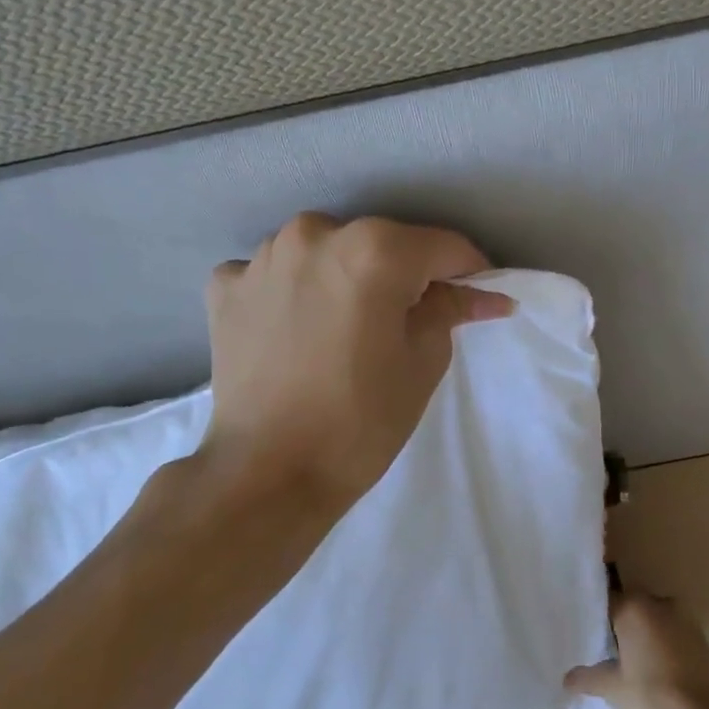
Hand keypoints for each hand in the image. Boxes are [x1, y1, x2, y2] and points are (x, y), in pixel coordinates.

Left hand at [197, 212, 514, 521]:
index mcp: (373, 249)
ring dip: (343, 277)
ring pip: (325, 252)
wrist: (268, 474)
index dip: (467, 272)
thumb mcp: (423, 361)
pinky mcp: (226, 285)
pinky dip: (290, 291)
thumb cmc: (361, 420)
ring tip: (345, 325)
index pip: (441, 246)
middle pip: (380, 244)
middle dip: (403, 274)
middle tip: (409, 319)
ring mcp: (263, 257)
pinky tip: (294, 328)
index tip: (476, 297)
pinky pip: (274, 274)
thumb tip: (482, 292)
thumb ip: (450, 308)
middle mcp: (315, 234)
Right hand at [566, 591, 708, 708]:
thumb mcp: (613, 691)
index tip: (588, 634)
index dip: (597, 618)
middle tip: (608, 654)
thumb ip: (589, 678)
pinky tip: (660, 680)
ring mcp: (690, 625)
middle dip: (623, 628)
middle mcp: (664, 606)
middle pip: (636, 610)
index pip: (609, 601)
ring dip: (648, 640)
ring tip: (633, 669)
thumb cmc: (652, 703)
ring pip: (659, 625)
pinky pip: (679, 642)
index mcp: (637, 608)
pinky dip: (668, 653)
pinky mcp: (708, 648)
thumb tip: (568, 678)